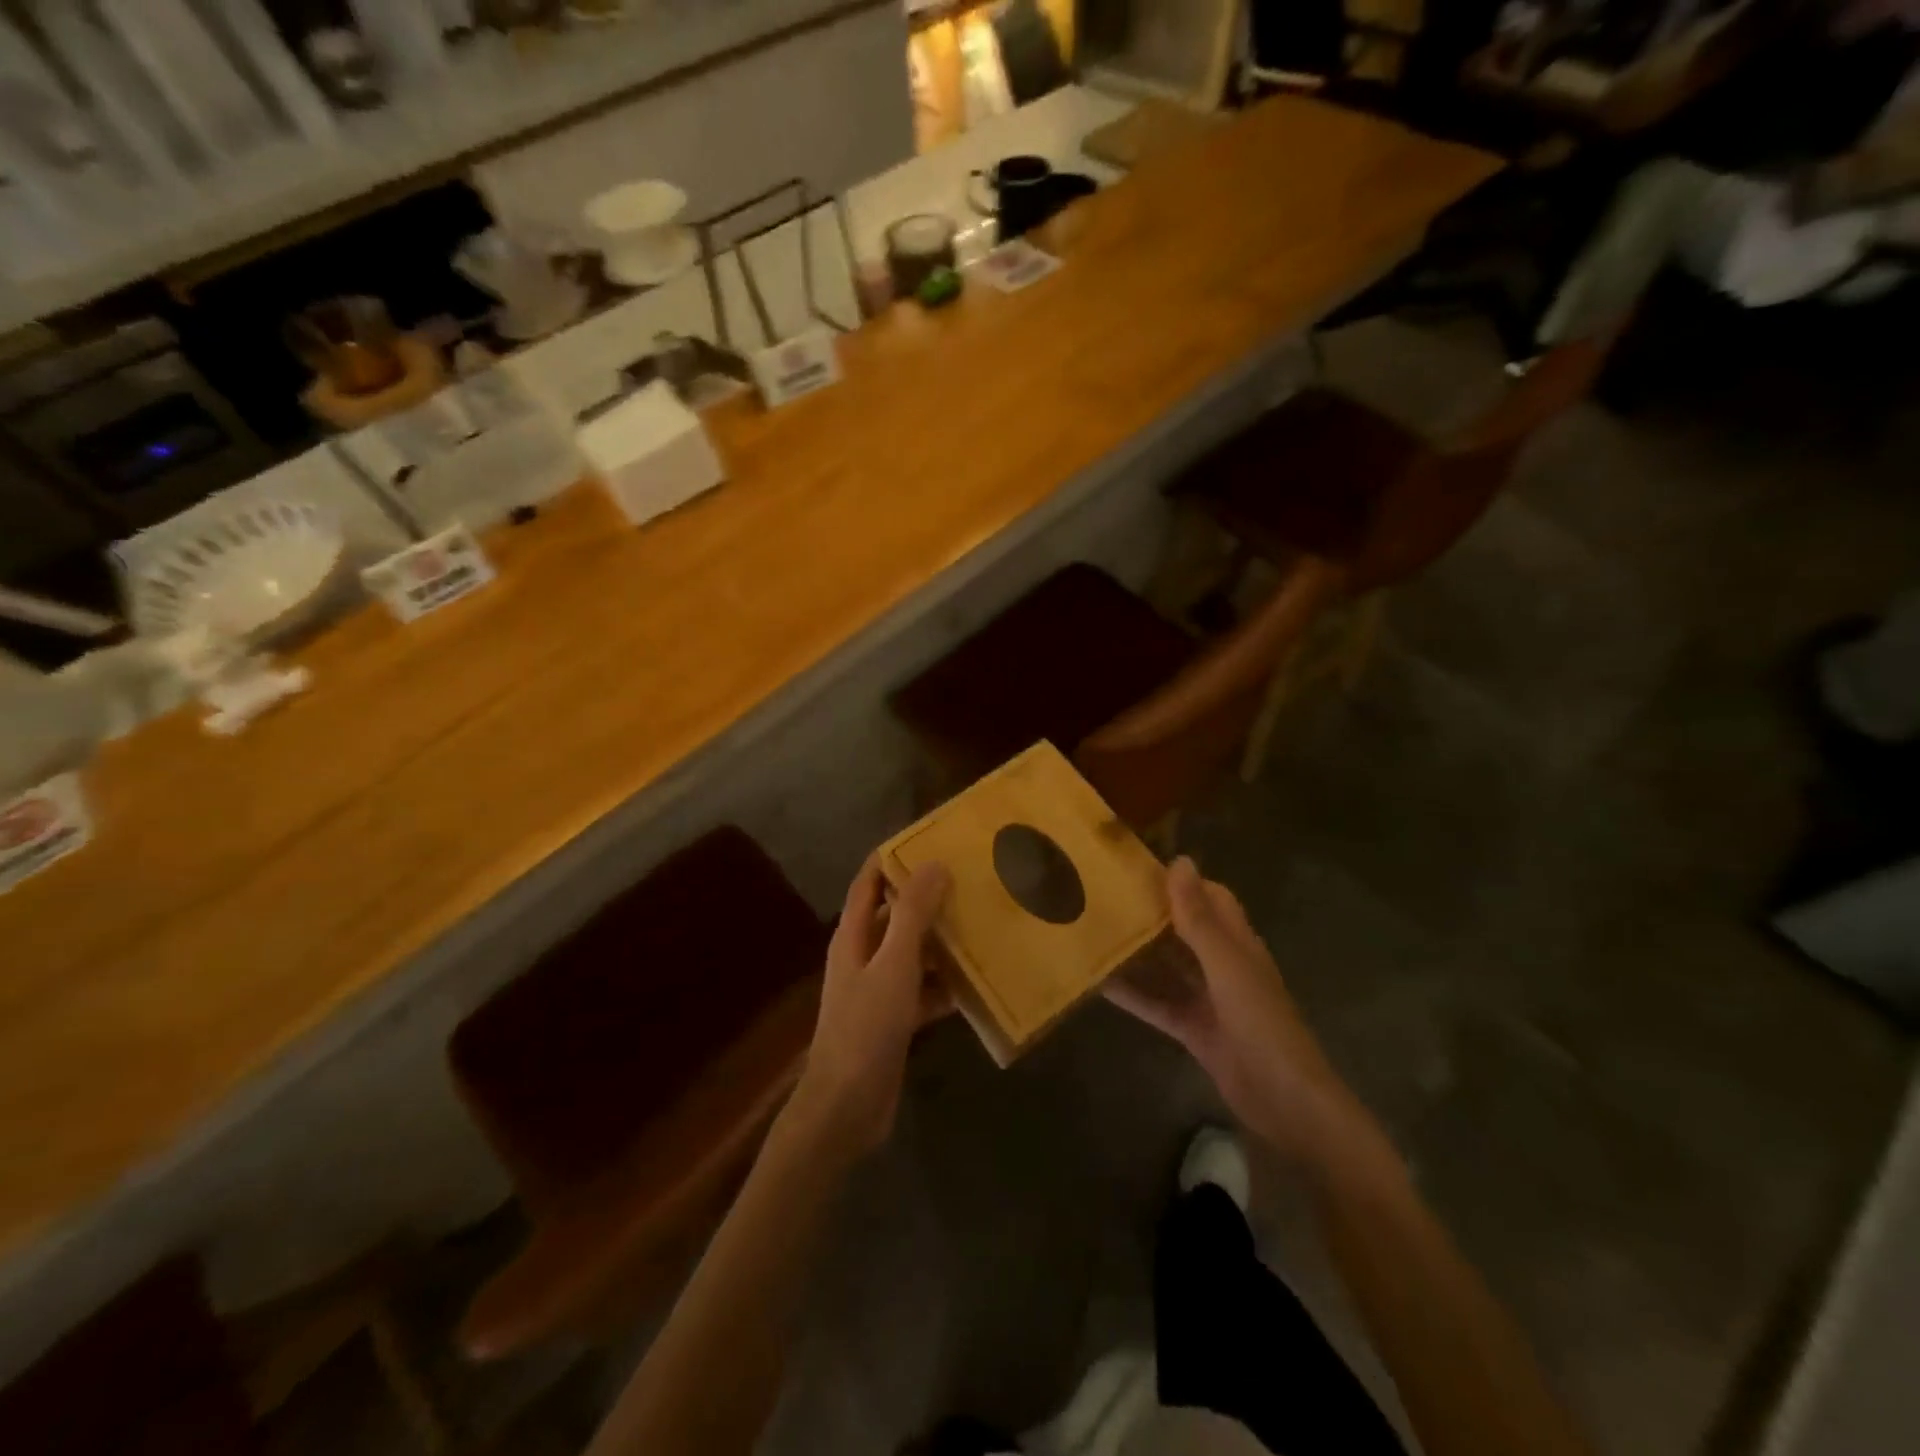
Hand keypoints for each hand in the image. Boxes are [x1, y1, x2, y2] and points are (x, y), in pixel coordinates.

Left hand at [790, 857, 951, 1157]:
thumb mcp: (894, 964)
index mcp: (853, 935)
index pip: (869, 881)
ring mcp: (878, 989)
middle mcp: (863, 955)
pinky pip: (923, 990)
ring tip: (980, 924)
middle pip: (896, 915)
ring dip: (941, 941)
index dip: (892, 858)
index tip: (929, 839)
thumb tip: (934, 864)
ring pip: (913, 953)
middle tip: (969, 880)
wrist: (847, 1106)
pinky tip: (975, 983)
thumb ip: (913, 914)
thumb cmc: (866, 1026)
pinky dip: (944, 985)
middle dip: (927, 898)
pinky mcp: (894, 1019)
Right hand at [1105, 857, 1377, 1168]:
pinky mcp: (1193, 1029)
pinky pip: (1157, 1003)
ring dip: (1137, 951)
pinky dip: (1132, 993)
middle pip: (1184, 929)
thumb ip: (1199, 918)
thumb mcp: (1226, 966)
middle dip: (1151, 912)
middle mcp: (1222, 965)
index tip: (1138, 865)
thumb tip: (1179, 861)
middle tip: (1104, 895)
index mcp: (1238, 943)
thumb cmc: (1261, 1023)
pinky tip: (1098, 983)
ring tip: (1095, 931)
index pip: (1210, 897)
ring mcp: (1207, 999)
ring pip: (1167, 965)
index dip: (1181, 880)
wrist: (1285, 1103)